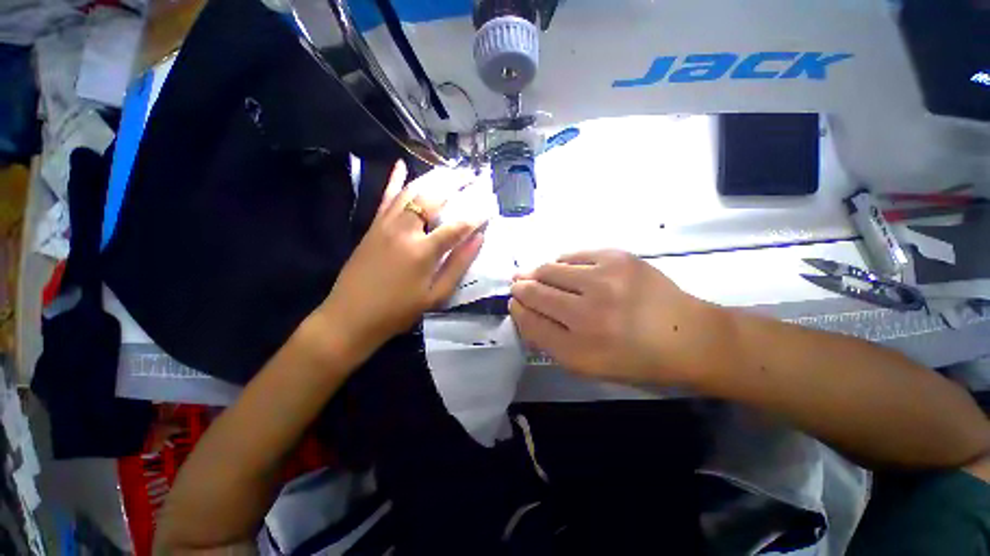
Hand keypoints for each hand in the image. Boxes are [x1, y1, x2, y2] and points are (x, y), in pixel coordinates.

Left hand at [318, 161, 485, 358]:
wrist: (350, 316)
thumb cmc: (398, 310)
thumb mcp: (436, 295)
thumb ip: (458, 265)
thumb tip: (479, 239)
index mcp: (423, 251)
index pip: (458, 226)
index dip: (477, 215)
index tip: (490, 207)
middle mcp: (405, 230)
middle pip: (433, 198)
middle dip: (455, 184)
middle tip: (471, 176)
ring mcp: (386, 224)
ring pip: (410, 191)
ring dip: (432, 177)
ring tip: (449, 170)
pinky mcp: (373, 226)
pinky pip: (385, 197)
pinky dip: (393, 180)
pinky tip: (401, 164)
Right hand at [510, 249, 716, 385]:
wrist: (688, 335)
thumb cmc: (635, 358)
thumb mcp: (587, 365)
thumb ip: (549, 341)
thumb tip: (523, 311)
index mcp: (579, 350)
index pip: (530, 322)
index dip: (517, 310)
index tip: (515, 302)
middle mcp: (588, 315)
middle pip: (534, 292)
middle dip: (521, 287)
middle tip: (518, 284)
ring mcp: (604, 281)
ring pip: (549, 269)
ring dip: (537, 272)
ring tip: (536, 275)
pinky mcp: (617, 258)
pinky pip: (572, 255)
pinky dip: (561, 262)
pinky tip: (563, 269)